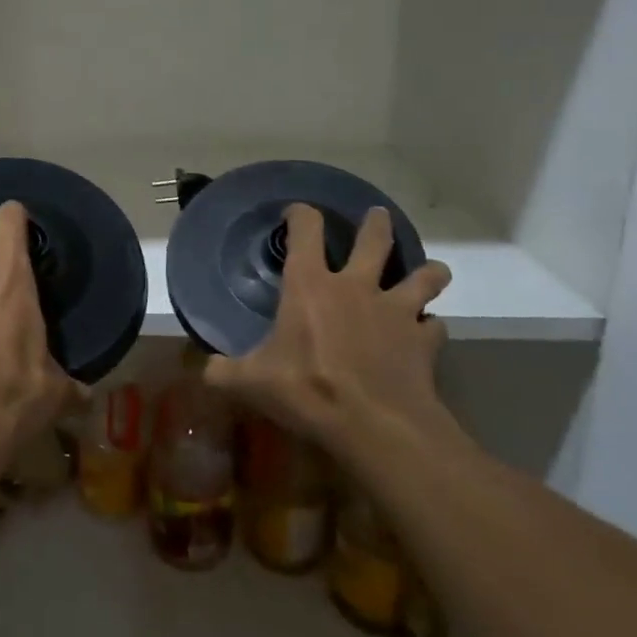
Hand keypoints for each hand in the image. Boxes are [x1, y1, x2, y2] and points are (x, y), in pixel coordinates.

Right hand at [203, 204, 453, 467]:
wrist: (376, 424)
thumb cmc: (307, 390)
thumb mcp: (252, 383)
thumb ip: (224, 371)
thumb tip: (202, 369)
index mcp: (311, 286)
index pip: (306, 230)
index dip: (301, 214)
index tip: (297, 212)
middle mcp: (356, 287)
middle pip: (374, 241)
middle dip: (376, 224)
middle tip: (378, 215)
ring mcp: (396, 311)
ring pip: (421, 277)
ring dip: (427, 272)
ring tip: (430, 270)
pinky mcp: (424, 341)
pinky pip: (434, 326)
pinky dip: (430, 327)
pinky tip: (427, 334)